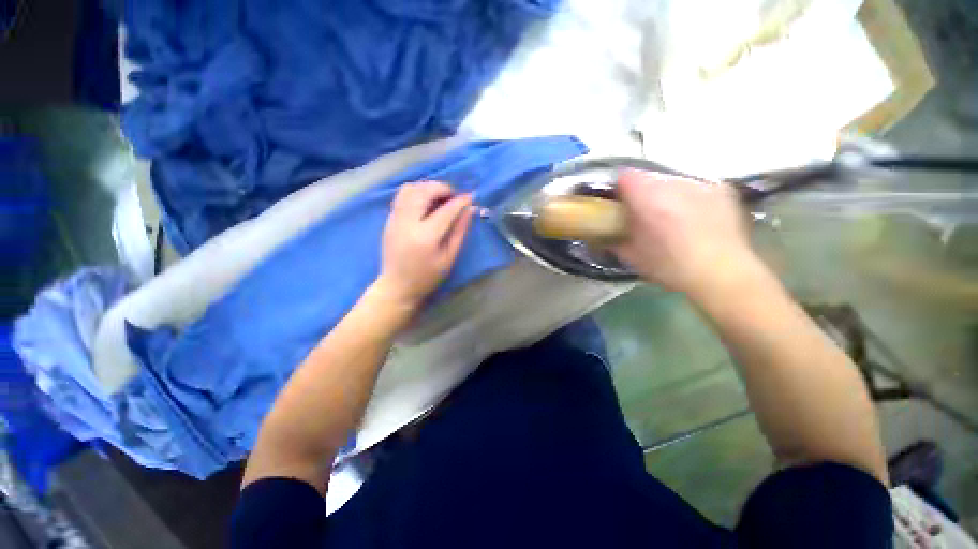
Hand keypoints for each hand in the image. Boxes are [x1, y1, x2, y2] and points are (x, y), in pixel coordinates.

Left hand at [373, 181, 473, 310]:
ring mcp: (395, 218)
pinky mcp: (389, 218)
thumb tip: (469, 210)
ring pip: (410, 188)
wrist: (397, 285)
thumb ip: (459, 231)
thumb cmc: (427, 276)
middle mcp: (407, 222)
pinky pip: (402, 195)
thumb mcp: (448, 258)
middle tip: (454, 196)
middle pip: (424, 191)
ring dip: (428, 187)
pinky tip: (426, 203)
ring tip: (439, 198)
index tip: (470, 197)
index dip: (460, 201)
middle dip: (443, 188)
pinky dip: (417, 192)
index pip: (446, 210)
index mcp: (425, 237)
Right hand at [613, 170, 762, 299]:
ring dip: (666, 195)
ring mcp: (701, 184)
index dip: (618, 189)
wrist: (721, 274)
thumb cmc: (670, 266)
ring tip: (671, 218)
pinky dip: (690, 198)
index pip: (625, 176)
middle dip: (643, 194)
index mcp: (648, 197)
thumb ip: (614, 240)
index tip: (619, 205)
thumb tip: (605, 235)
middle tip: (644, 215)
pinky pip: (697, 187)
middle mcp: (674, 183)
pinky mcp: (722, 190)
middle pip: (649, 178)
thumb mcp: (632, 256)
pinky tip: (694, 218)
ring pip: (673, 181)